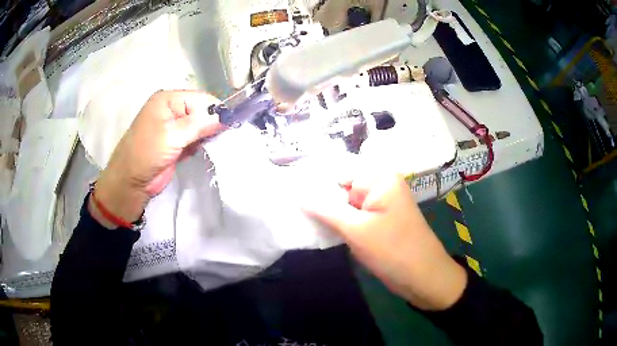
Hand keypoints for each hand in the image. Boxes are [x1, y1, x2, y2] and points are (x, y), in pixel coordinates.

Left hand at [91, 90, 222, 227]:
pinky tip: (200, 151)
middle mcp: (172, 109)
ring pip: (200, 126)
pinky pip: (195, 138)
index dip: (216, 110)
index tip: (230, 125)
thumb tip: (226, 116)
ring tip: (212, 145)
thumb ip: (199, 124)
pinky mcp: (176, 143)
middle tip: (223, 137)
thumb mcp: (172, 136)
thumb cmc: (146, 154)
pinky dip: (201, 144)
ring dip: (207, 136)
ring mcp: (174, 127)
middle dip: (213, 124)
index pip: (201, 98)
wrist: (130, 183)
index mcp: (168, 100)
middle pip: (202, 111)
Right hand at [304, 173, 466, 310]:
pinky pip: (354, 217)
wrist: (424, 278)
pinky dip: (339, 223)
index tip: (290, 188)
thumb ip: (325, 209)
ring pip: (346, 204)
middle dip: (320, 198)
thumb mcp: (356, 229)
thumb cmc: (393, 250)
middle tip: (291, 204)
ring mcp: (380, 205)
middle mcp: (381, 186)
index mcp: (380, 178)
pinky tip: (319, 227)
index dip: (315, 180)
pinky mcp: (379, 222)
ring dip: (328, 213)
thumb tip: (298, 194)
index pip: (340, 170)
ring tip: (300, 216)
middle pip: (343, 187)